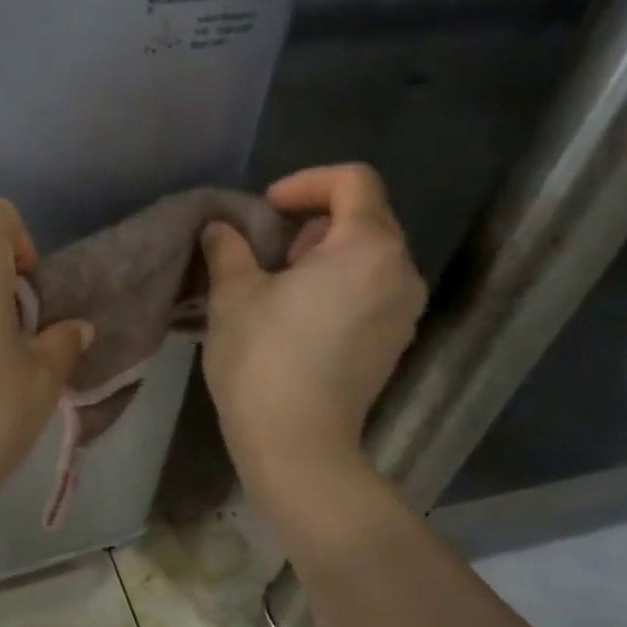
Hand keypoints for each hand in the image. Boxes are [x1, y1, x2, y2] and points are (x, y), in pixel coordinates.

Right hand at [201, 164, 425, 498]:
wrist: (298, 445)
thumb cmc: (264, 359)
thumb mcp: (233, 294)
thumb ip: (228, 248)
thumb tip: (221, 229)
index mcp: (368, 247)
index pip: (353, 181)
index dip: (305, 183)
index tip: (266, 211)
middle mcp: (401, 272)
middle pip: (365, 216)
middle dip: (312, 221)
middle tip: (268, 250)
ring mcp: (404, 311)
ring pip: (369, 255)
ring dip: (325, 254)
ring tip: (280, 283)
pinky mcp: (394, 342)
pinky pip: (372, 289)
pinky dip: (340, 283)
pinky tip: (300, 316)